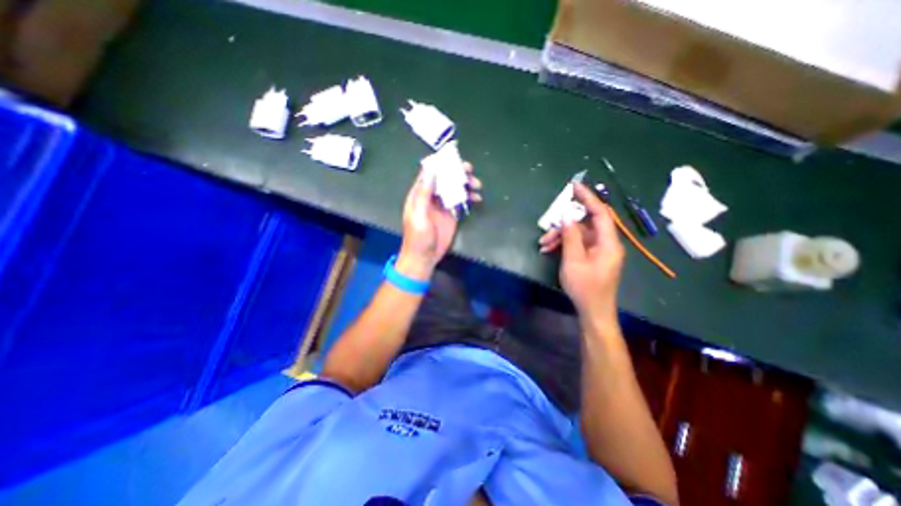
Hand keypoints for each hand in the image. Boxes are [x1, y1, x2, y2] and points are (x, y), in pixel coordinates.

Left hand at [399, 162, 482, 278]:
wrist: (425, 257)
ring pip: (454, 188)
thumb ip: (424, 194)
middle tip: (469, 170)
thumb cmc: (418, 237)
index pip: (429, 173)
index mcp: (419, 194)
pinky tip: (477, 197)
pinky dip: (469, 196)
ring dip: (465, 184)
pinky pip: (460, 200)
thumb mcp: (419, 215)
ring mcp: (442, 205)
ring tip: (477, 185)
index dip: (440, 163)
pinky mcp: (451, 213)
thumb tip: (431, 171)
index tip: (453, 158)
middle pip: (444, 178)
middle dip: (457, 172)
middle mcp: (431, 196)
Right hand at [537, 185, 624, 322]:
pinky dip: (564, 245)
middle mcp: (606, 243)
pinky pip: (578, 244)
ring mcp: (599, 251)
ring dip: (560, 237)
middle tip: (547, 231)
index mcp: (608, 242)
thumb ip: (571, 237)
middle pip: (585, 224)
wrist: (593, 312)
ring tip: (543, 245)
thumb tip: (567, 218)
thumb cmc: (585, 288)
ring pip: (579, 235)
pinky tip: (549, 249)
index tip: (574, 186)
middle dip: (564, 226)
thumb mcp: (573, 261)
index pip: (600, 212)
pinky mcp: (592, 257)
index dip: (588, 197)